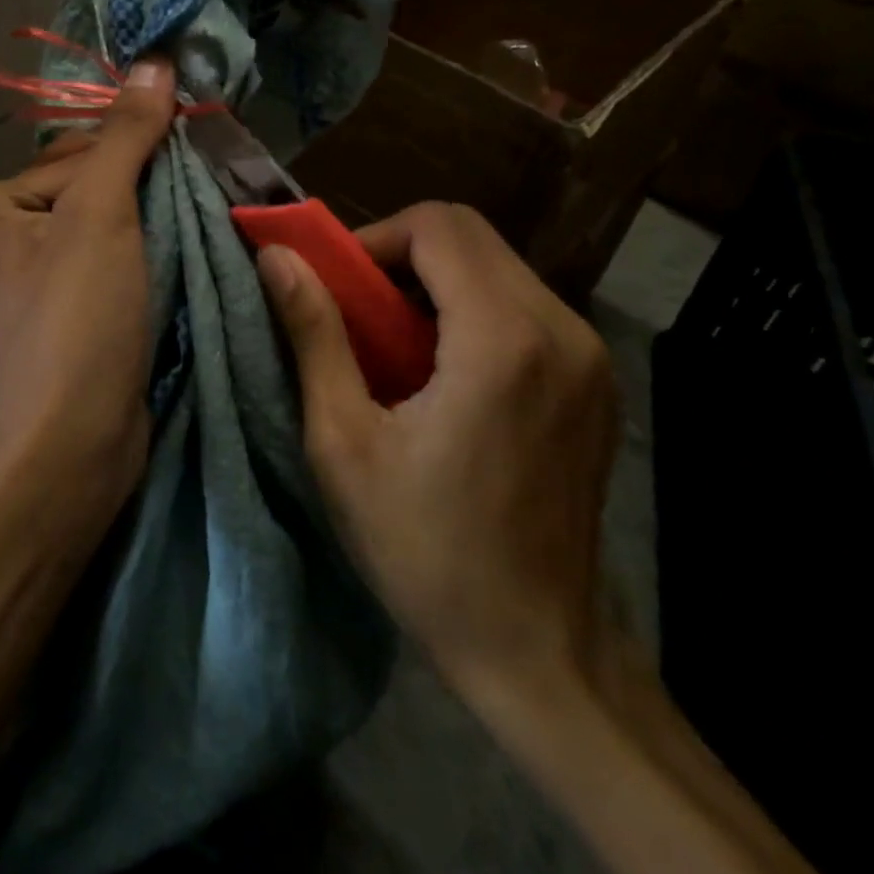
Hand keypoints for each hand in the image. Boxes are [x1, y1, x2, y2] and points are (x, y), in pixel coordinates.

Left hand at [0, 58, 175, 536]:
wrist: (72, 447)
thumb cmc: (74, 320)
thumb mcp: (101, 213)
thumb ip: (127, 136)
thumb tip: (155, 60)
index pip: (76, 157)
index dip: (133, 163)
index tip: (184, 169)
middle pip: (91, 190)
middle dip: (143, 196)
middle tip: (194, 201)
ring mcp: (29, 284)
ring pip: (106, 231)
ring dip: (151, 229)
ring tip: (192, 232)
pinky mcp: (63, 318)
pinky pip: (109, 268)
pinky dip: (143, 264)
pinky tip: (173, 268)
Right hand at [256, 202, 617, 714]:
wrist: (537, 648)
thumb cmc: (425, 549)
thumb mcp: (345, 442)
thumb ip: (313, 335)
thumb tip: (277, 259)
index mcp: (502, 340)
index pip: (438, 225)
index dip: (376, 238)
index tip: (339, 288)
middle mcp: (561, 330)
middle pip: (471, 235)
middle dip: (402, 254)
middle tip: (359, 311)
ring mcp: (590, 355)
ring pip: (498, 266)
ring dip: (436, 282)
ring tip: (394, 345)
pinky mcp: (597, 379)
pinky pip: (524, 304)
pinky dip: (472, 309)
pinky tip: (444, 370)